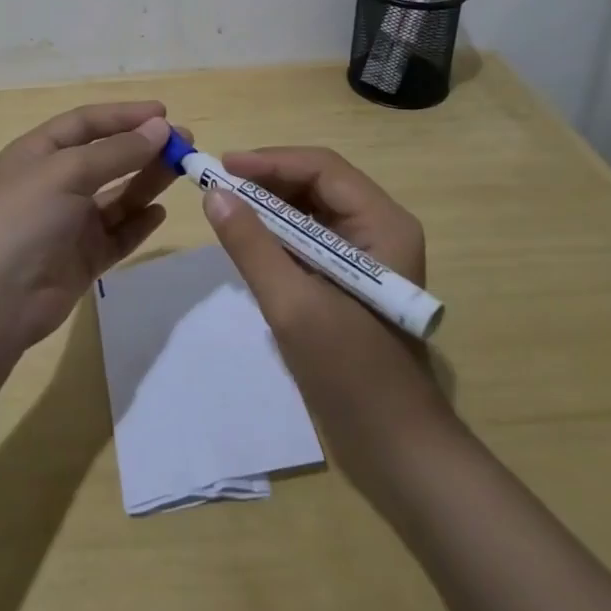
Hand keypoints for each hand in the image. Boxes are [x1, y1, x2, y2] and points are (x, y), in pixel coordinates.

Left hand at [0, 102, 177, 353]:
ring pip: (118, 195)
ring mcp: (70, 222)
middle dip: (144, 148)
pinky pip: (118, 234)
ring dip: (148, 181)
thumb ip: (117, 152)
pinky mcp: (83, 257)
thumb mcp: (68, 173)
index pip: (87, 123)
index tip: (164, 114)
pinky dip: (139, 222)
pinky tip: (159, 213)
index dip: (124, 115)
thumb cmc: (24, 219)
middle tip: (185, 145)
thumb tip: (160, 128)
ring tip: (182, 171)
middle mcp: (55, 183)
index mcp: (39, 153)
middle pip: (107, 157)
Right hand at [203, 147, 449, 483]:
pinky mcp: (353, 278)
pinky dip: (279, 233)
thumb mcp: (293, 305)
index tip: (223, 166)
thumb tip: (214, 193)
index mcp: (383, 223)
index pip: (322, 168)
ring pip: (312, 209)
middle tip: (219, 185)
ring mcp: (368, 254)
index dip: (270, 161)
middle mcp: (380, 227)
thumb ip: (252, 245)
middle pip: (318, 183)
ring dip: (270, 205)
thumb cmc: (351, 373)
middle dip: (267, 181)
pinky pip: (312, 238)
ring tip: (228, 207)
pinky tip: (251, 241)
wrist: (397, 449)